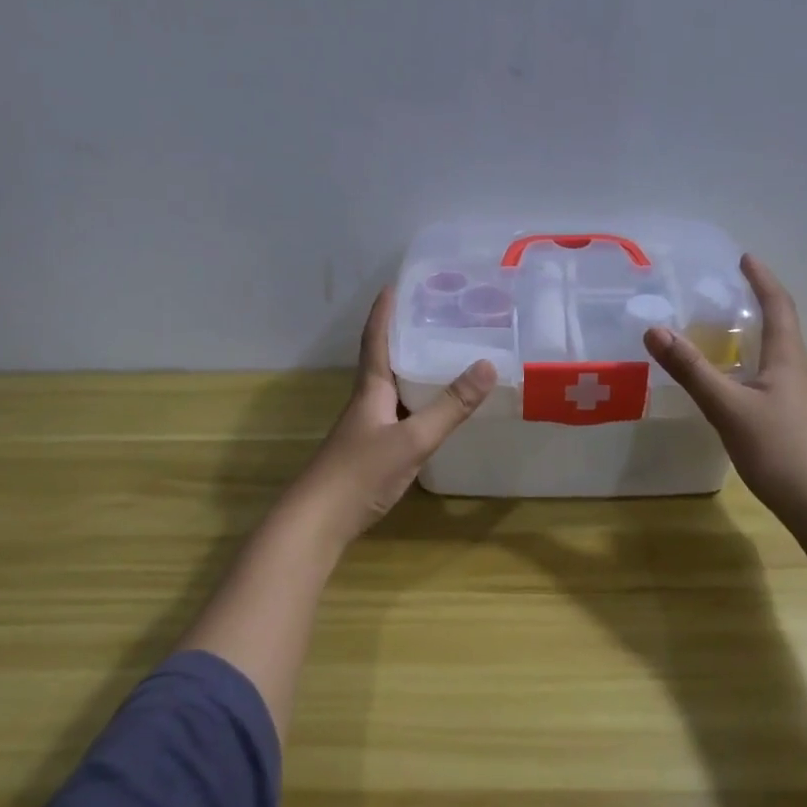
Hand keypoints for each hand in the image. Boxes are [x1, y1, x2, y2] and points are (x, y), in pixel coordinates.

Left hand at [291, 286, 496, 544]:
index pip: (376, 340)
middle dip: (405, 335)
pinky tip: (435, 409)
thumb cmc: (361, 472)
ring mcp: (367, 427)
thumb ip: (450, 406)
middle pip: (385, 359)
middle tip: (436, 316)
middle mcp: (367, 401)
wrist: (319, 521)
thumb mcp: (412, 439)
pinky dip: (417, 402)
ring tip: (443, 354)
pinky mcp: (372, 449)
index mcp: (370, 389)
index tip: (394, 285)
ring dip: (413, 369)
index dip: (384, 312)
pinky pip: (399, 412)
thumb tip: (488, 364)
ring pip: (393, 387)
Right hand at [644, 253, 806, 522]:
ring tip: (727, 337)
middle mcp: (801, 374)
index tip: (746, 258)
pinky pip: (775, 384)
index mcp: (789, 360)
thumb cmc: (780, 450)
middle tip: (729, 294)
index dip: (762, 280)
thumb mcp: (727, 408)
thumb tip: (654, 330)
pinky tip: (737, 390)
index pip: (779, 307)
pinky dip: (754, 371)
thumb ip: (691, 370)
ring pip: (778, 360)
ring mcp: (804, 402)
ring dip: (757, 341)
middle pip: (783, 330)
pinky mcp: (800, 425)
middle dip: (759, 307)